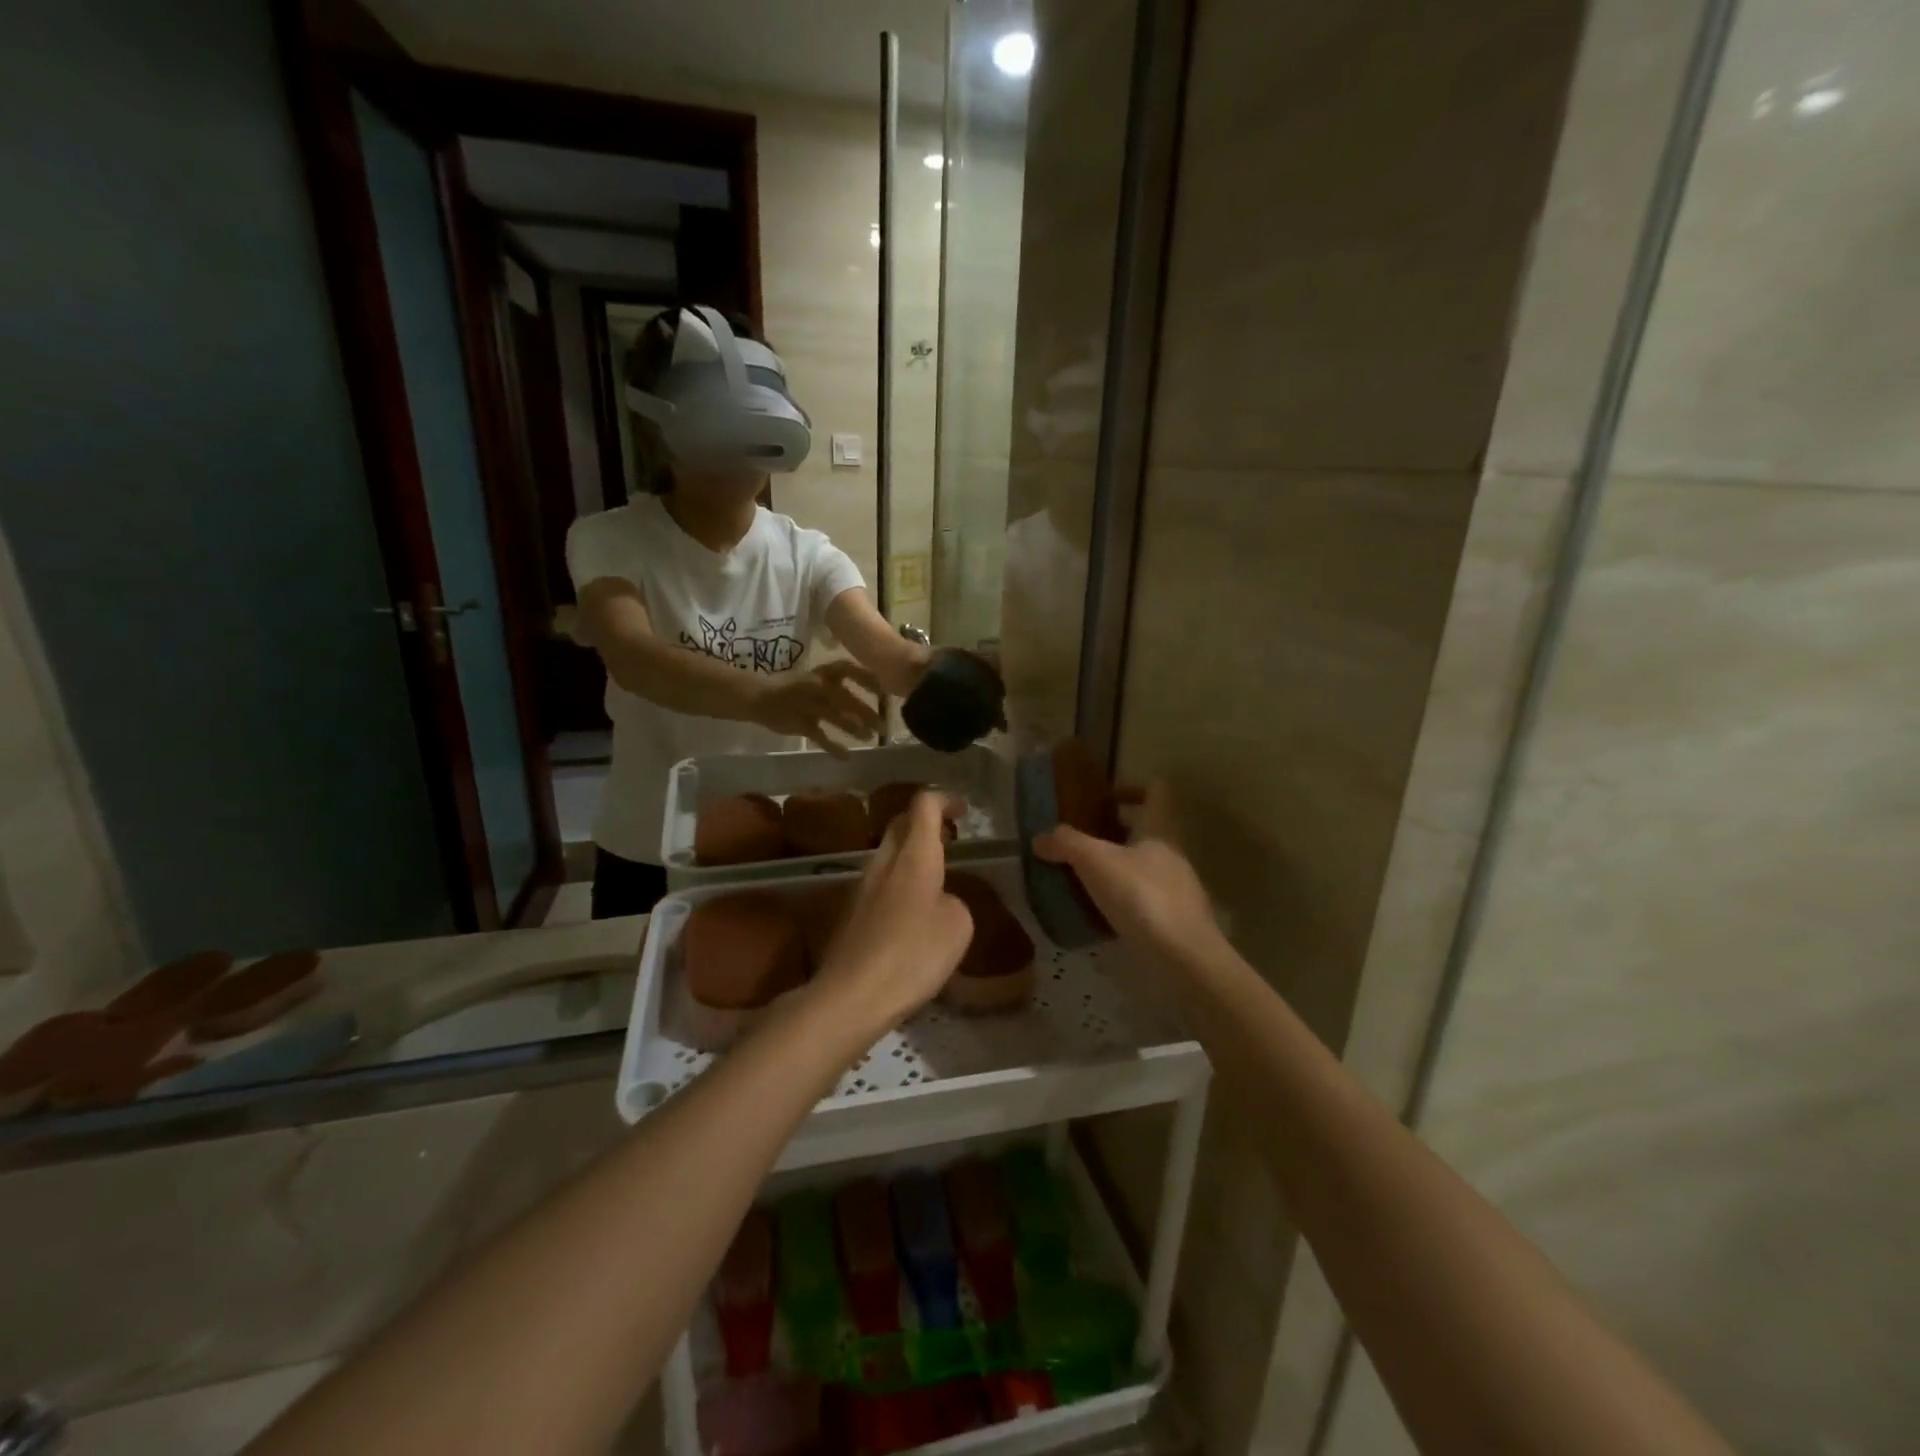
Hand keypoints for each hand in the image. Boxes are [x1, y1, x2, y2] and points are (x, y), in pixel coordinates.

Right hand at [751, 660, 883, 753]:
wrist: (758, 696)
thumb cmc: (793, 686)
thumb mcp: (815, 678)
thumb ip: (837, 683)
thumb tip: (871, 689)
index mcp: (821, 673)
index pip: (848, 670)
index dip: (867, 679)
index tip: (883, 691)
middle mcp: (816, 686)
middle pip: (846, 698)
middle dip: (866, 713)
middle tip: (883, 726)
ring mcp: (807, 705)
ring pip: (835, 717)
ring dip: (854, 728)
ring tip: (869, 738)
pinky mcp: (799, 723)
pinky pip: (819, 737)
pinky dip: (834, 747)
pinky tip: (846, 756)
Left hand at [809, 792, 972, 1044]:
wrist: (852, 996)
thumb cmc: (912, 955)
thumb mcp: (957, 927)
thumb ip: (954, 903)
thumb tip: (940, 902)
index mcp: (913, 857)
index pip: (923, 805)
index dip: (944, 799)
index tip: (962, 809)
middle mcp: (883, 864)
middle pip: (900, 825)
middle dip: (924, 823)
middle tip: (950, 838)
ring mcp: (862, 889)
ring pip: (888, 856)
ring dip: (911, 856)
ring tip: (936, 879)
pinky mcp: (851, 915)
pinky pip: (880, 886)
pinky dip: (900, 885)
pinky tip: (913, 915)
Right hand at [1033, 781, 1217, 958]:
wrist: (1184, 957)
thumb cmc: (1142, 896)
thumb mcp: (1096, 862)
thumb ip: (1067, 844)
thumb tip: (1040, 837)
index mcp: (1159, 830)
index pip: (1156, 792)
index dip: (1133, 787)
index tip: (1105, 797)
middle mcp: (1172, 853)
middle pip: (1147, 830)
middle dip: (1115, 831)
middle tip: (1082, 839)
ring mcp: (1177, 888)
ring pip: (1144, 865)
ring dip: (1118, 866)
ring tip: (1084, 877)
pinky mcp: (1174, 919)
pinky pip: (1145, 897)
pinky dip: (1123, 898)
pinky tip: (1100, 911)